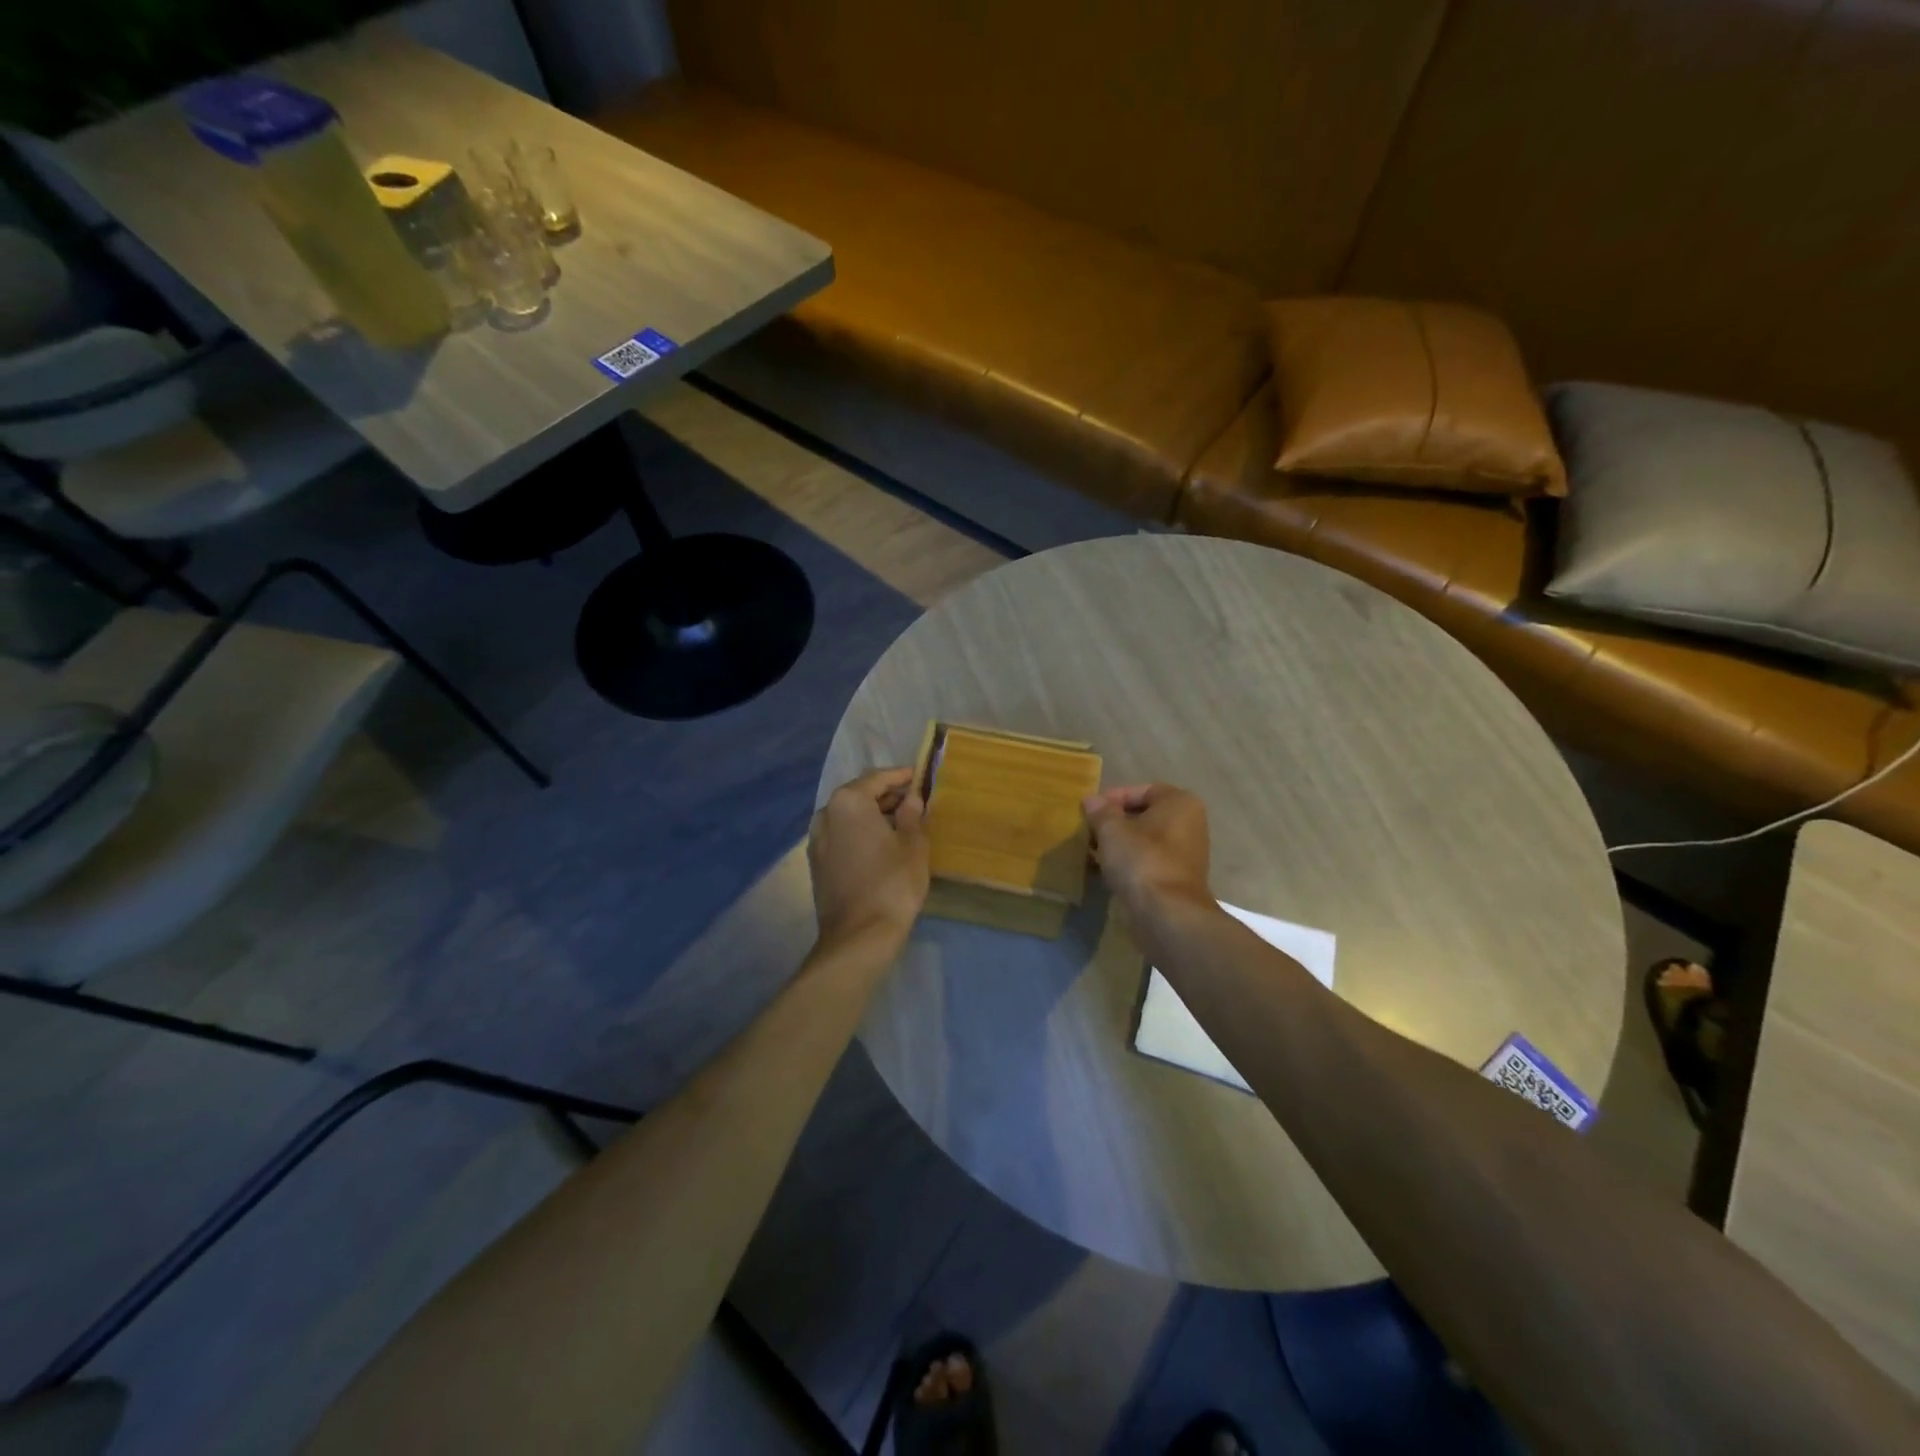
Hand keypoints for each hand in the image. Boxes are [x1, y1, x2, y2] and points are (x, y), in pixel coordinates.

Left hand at [809, 767, 929, 948]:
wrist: (859, 936)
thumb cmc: (892, 883)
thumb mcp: (913, 845)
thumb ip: (912, 815)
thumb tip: (911, 798)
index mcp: (848, 801)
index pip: (877, 778)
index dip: (900, 776)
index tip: (919, 775)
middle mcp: (825, 813)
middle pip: (858, 794)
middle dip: (885, 795)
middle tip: (913, 799)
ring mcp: (816, 839)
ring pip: (847, 815)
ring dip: (871, 814)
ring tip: (900, 822)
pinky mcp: (816, 862)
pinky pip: (840, 835)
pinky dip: (859, 832)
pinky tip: (879, 843)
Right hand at [1082, 783, 1213, 916]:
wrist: (1167, 914)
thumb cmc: (1141, 860)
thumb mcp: (1112, 830)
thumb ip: (1100, 811)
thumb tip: (1091, 800)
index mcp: (1180, 804)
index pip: (1142, 790)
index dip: (1113, 798)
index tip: (1090, 811)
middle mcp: (1189, 825)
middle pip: (1143, 816)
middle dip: (1114, 823)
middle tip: (1088, 831)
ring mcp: (1185, 855)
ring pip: (1144, 841)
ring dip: (1118, 845)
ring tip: (1091, 852)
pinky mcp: (1176, 880)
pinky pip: (1147, 863)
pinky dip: (1127, 864)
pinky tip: (1103, 872)